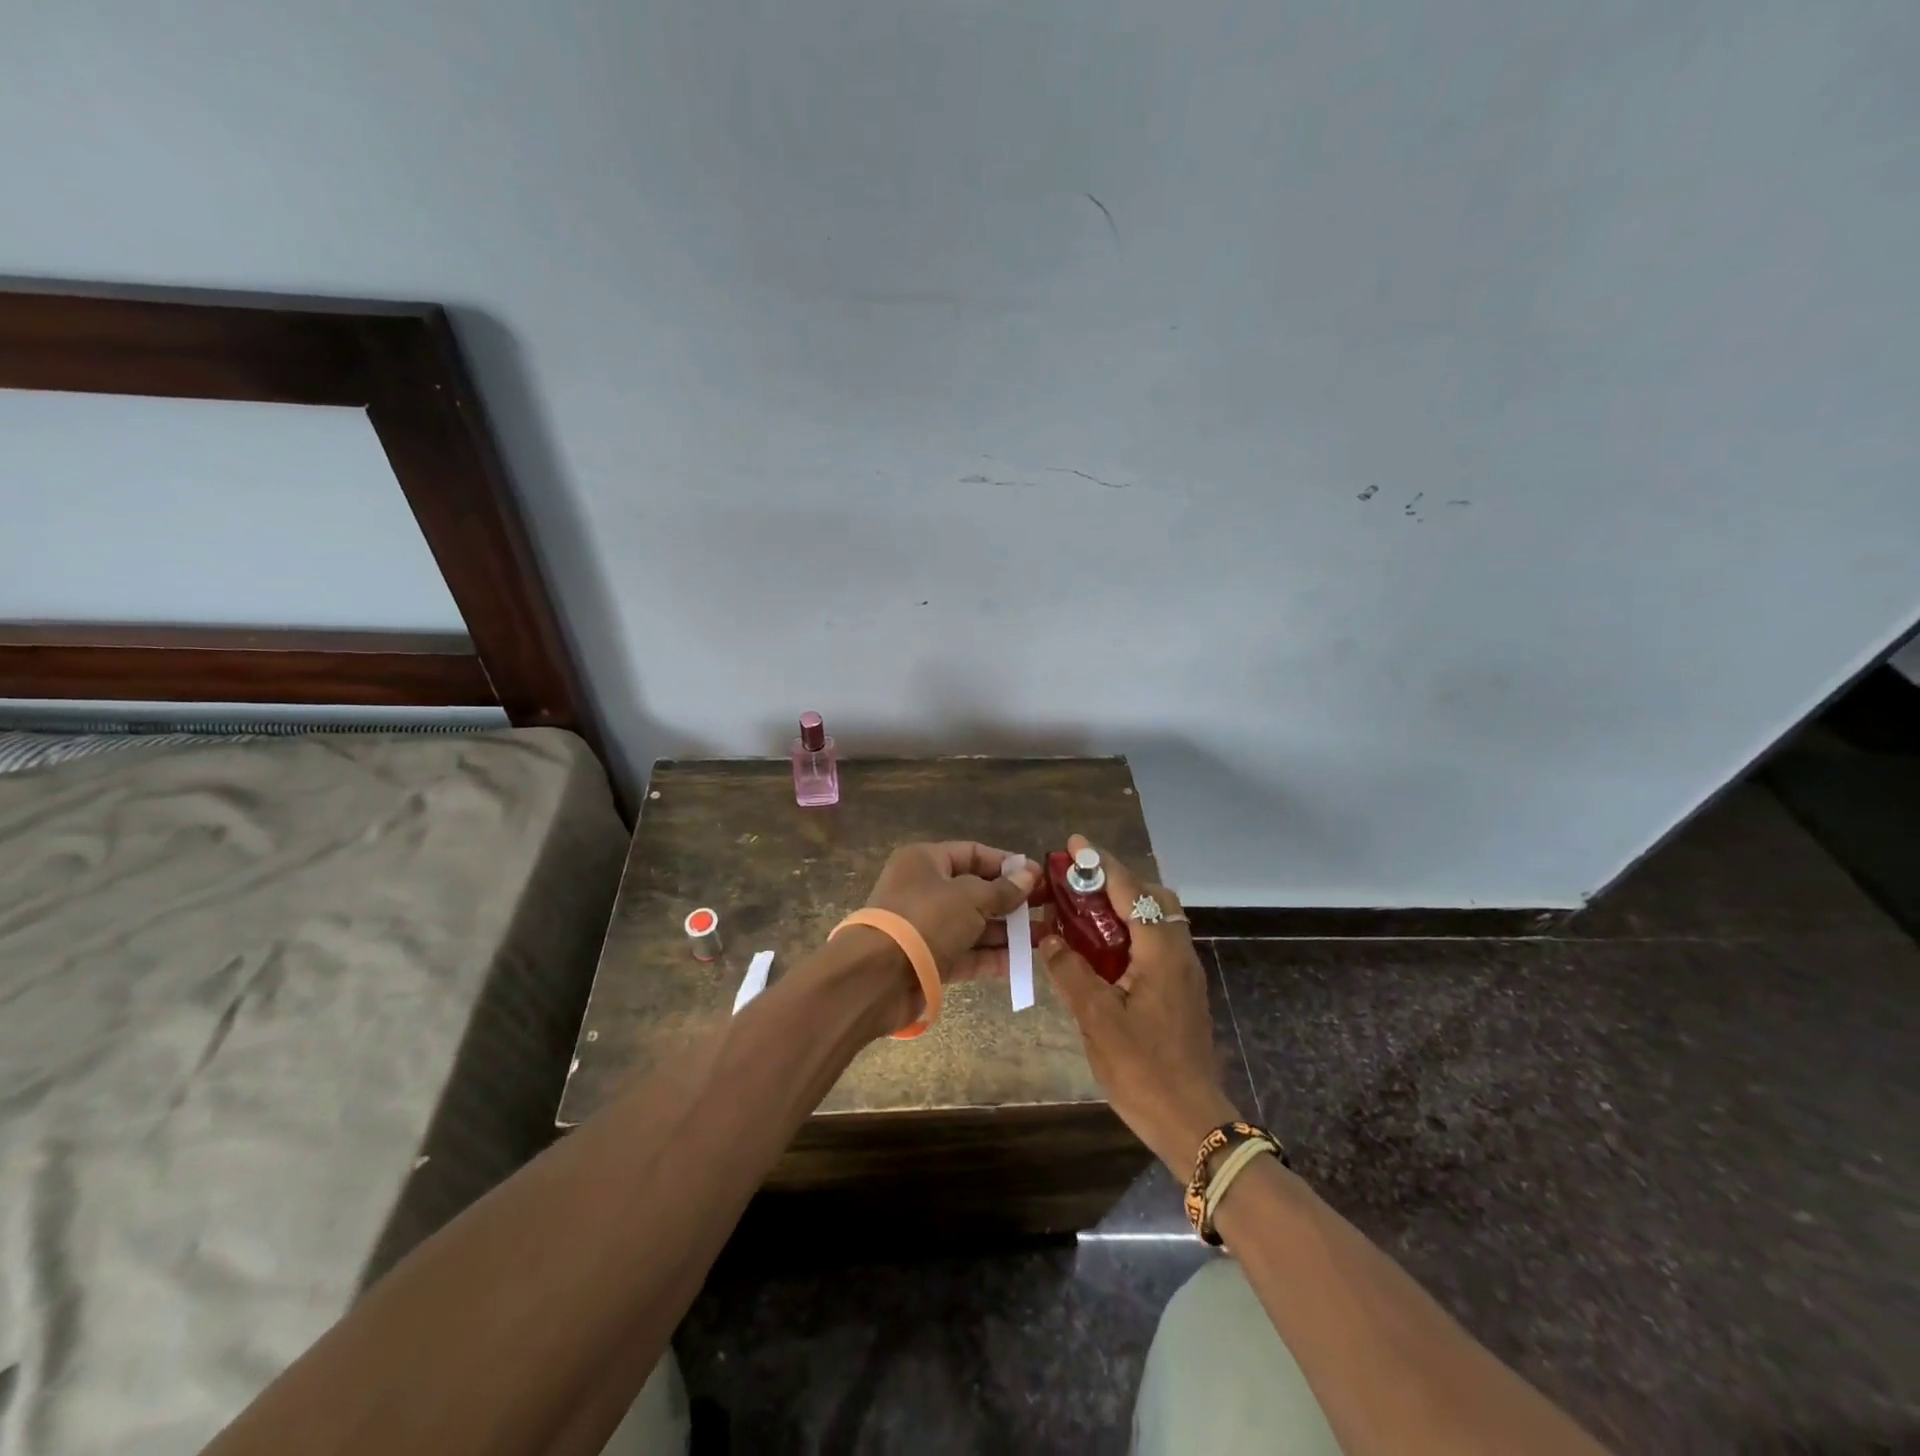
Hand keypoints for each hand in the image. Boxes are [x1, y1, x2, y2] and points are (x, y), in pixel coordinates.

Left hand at [863, 839, 1039, 982]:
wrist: (877, 977)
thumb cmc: (925, 920)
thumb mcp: (970, 897)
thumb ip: (1003, 889)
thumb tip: (1029, 874)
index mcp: (925, 861)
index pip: (972, 853)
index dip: (1006, 864)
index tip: (1038, 877)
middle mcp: (924, 889)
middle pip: (975, 890)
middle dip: (1010, 901)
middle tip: (1047, 909)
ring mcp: (926, 927)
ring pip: (973, 924)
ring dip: (1006, 931)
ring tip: (1044, 936)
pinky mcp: (929, 960)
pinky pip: (966, 953)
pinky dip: (991, 956)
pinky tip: (1022, 962)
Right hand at [1041, 834, 1241, 1172]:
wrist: (1193, 1123)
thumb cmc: (1143, 1069)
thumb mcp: (1097, 1018)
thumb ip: (1071, 971)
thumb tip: (1048, 938)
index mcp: (1160, 950)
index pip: (1130, 890)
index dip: (1100, 863)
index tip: (1073, 844)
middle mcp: (1178, 952)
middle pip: (1152, 897)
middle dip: (1114, 882)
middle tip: (1076, 886)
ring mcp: (1184, 973)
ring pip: (1156, 920)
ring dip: (1122, 907)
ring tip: (1082, 914)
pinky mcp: (1181, 992)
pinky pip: (1155, 943)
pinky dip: (1129, 932)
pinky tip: (1101, 953)